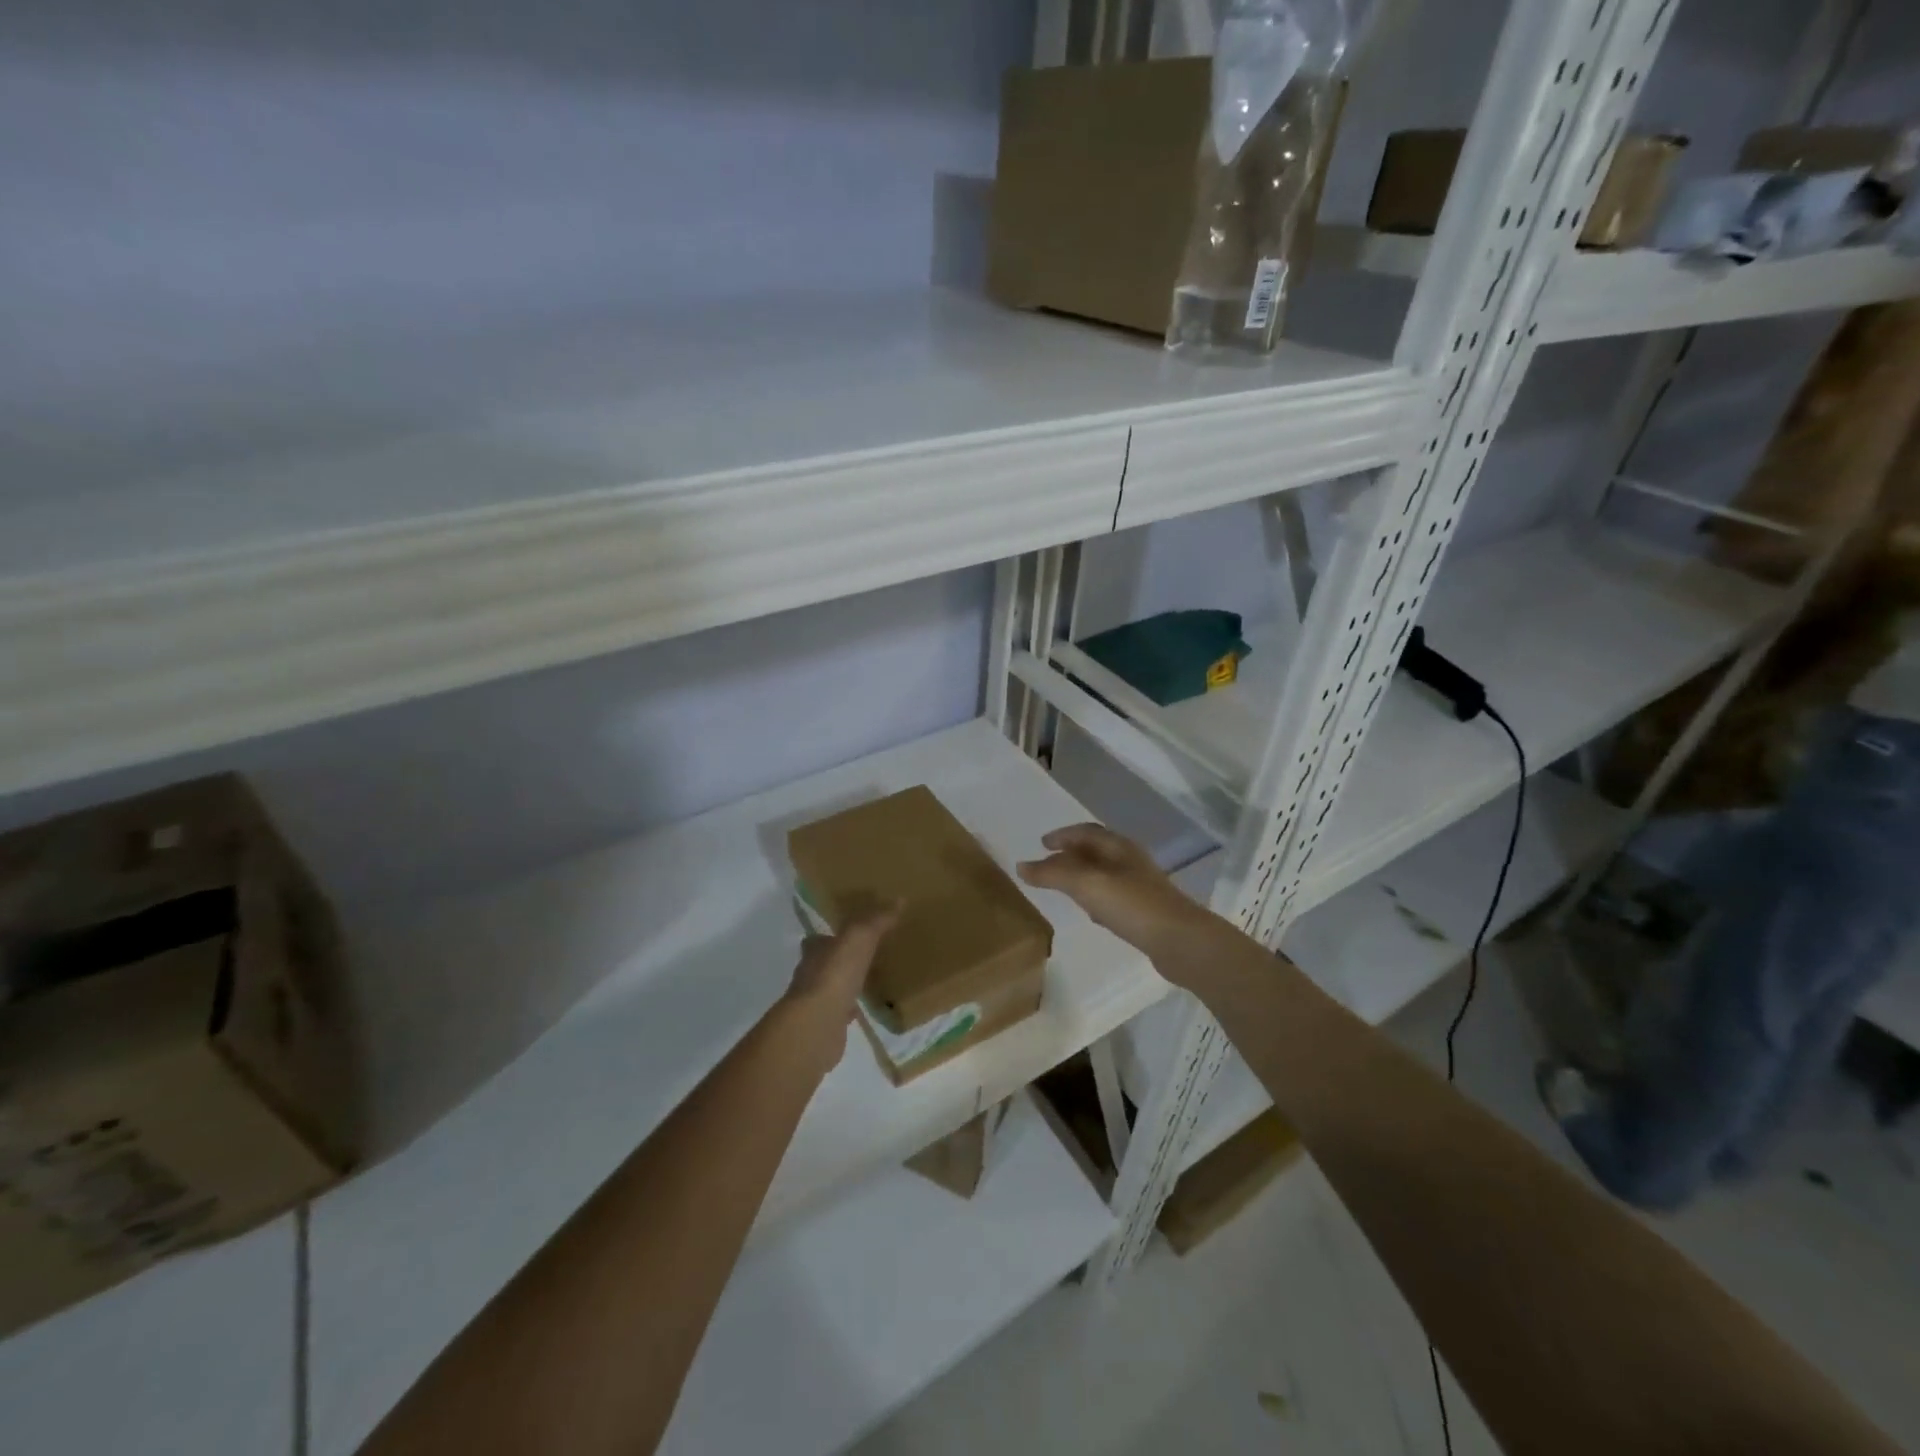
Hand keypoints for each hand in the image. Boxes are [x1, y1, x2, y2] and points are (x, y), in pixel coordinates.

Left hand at [781, 905, 900, 1071]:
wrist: (817, 1024)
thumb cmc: (835, 973)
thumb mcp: (860, 938)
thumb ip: (877, 920)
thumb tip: (899, 900)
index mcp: (815, 951)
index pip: (818, 939)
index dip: (831, 936)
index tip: (848, 934)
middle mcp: (810, 974)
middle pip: (823, 963)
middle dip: (839, 960)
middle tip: (863, 957)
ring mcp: (814, 1002)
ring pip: (830, 988)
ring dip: (844, 985)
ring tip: (866, 982)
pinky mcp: (823, 1026)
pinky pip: (838, 1013)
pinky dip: (848, 1010)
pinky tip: (862, 1009)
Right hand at [1018, 824, 1216, 967]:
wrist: (1180, 941)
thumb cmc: (1132, 905)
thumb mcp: (1087, 885)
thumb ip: (1053, 874)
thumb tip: (1022, 866)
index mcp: (1118, 847)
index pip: (1085, 832)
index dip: (1062, 835)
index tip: (1041, 843)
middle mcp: (1130, 861)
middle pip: (1095, 851)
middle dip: (1070, 854)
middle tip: (1047, 863)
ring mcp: (1140, 886)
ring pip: (1104, 874)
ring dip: (1082, 875)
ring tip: (1062, 885)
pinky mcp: (1145, 911)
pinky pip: (1113, 896)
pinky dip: (1095, 897)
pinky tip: (1090, 912)